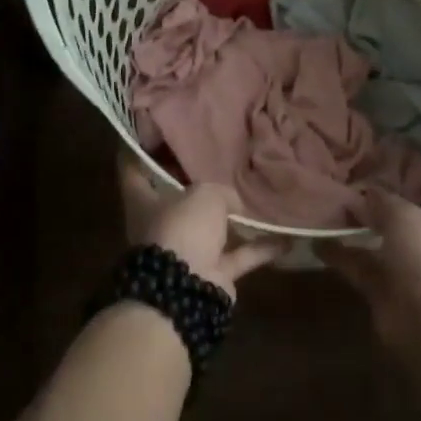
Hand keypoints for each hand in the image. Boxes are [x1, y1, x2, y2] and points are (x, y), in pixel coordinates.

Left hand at [117, 157, 286, 300]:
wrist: (186, 289)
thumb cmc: (182, 228)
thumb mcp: (203, 194)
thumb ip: (219, 190)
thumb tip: (232, 202)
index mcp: (144, 201)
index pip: (133, 168)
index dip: (140, 149)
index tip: (153, 130)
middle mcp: (161, 224)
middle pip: (176, 198)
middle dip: (195, 183)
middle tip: (218, 159)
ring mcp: (186, 251)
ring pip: (211, 228)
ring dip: (233, 218)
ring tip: (258, 197)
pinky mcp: (212, 273)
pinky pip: (239, 255)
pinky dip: (261, 248)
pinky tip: (287, 238)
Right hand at [321, 185, 420, 350]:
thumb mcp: (407, 218)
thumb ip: (384, 201)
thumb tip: (364, 193)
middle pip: (414, 217)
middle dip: (392, 199)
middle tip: (368, 171)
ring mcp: (410, 272)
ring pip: (381, 242)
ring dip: (360, 226)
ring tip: (335, 200)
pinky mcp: (384, 292)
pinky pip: (359, 267)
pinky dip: (339, 255)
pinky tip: (316, 239)